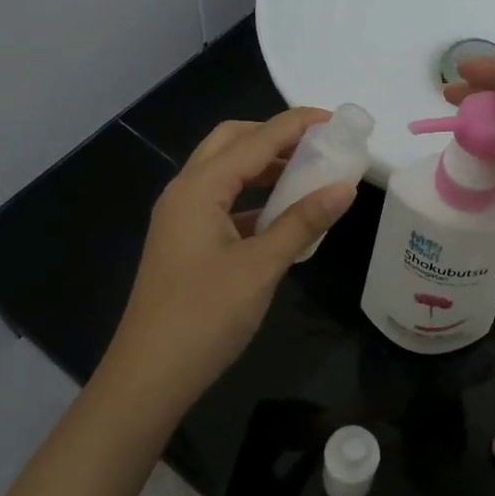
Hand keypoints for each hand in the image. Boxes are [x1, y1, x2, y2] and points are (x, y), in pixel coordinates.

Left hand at [101, 108, 357, 422]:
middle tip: (316, 146)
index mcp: (199, 188)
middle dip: (274, 137)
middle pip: (231, 143)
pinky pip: (224, 203)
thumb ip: (302, 222)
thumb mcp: (261, 267)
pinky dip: (254, 199)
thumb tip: (345, 187)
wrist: (149, 376)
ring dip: (264, 167)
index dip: (296, 125)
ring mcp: (181, 218)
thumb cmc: (204, 316)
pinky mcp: (186, 242)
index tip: (335, 119)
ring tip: (308, 176)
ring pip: (225, 173)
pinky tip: (283, 216)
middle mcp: (185, 192)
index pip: (255, 140)